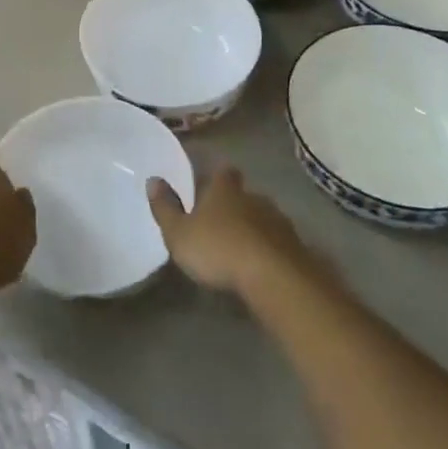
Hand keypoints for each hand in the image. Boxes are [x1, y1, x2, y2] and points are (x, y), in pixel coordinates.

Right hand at [148, 166, 319, 297]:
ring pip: (263, 217)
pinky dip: (269, 249)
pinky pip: (277, 242)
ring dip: (253, 228)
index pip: (223, 172)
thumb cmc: (218, 249)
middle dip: (235, 205)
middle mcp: (254, 197)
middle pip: (244, 194)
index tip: (210, 186)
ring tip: (240, 248)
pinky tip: (260, 265)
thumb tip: (153, 179)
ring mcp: (278, 220)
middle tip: (221, 222)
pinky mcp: (295, 246)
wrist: (273, 276)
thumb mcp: (179, 233)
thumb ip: (165, 208)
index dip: (217, 178)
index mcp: (225, 189)